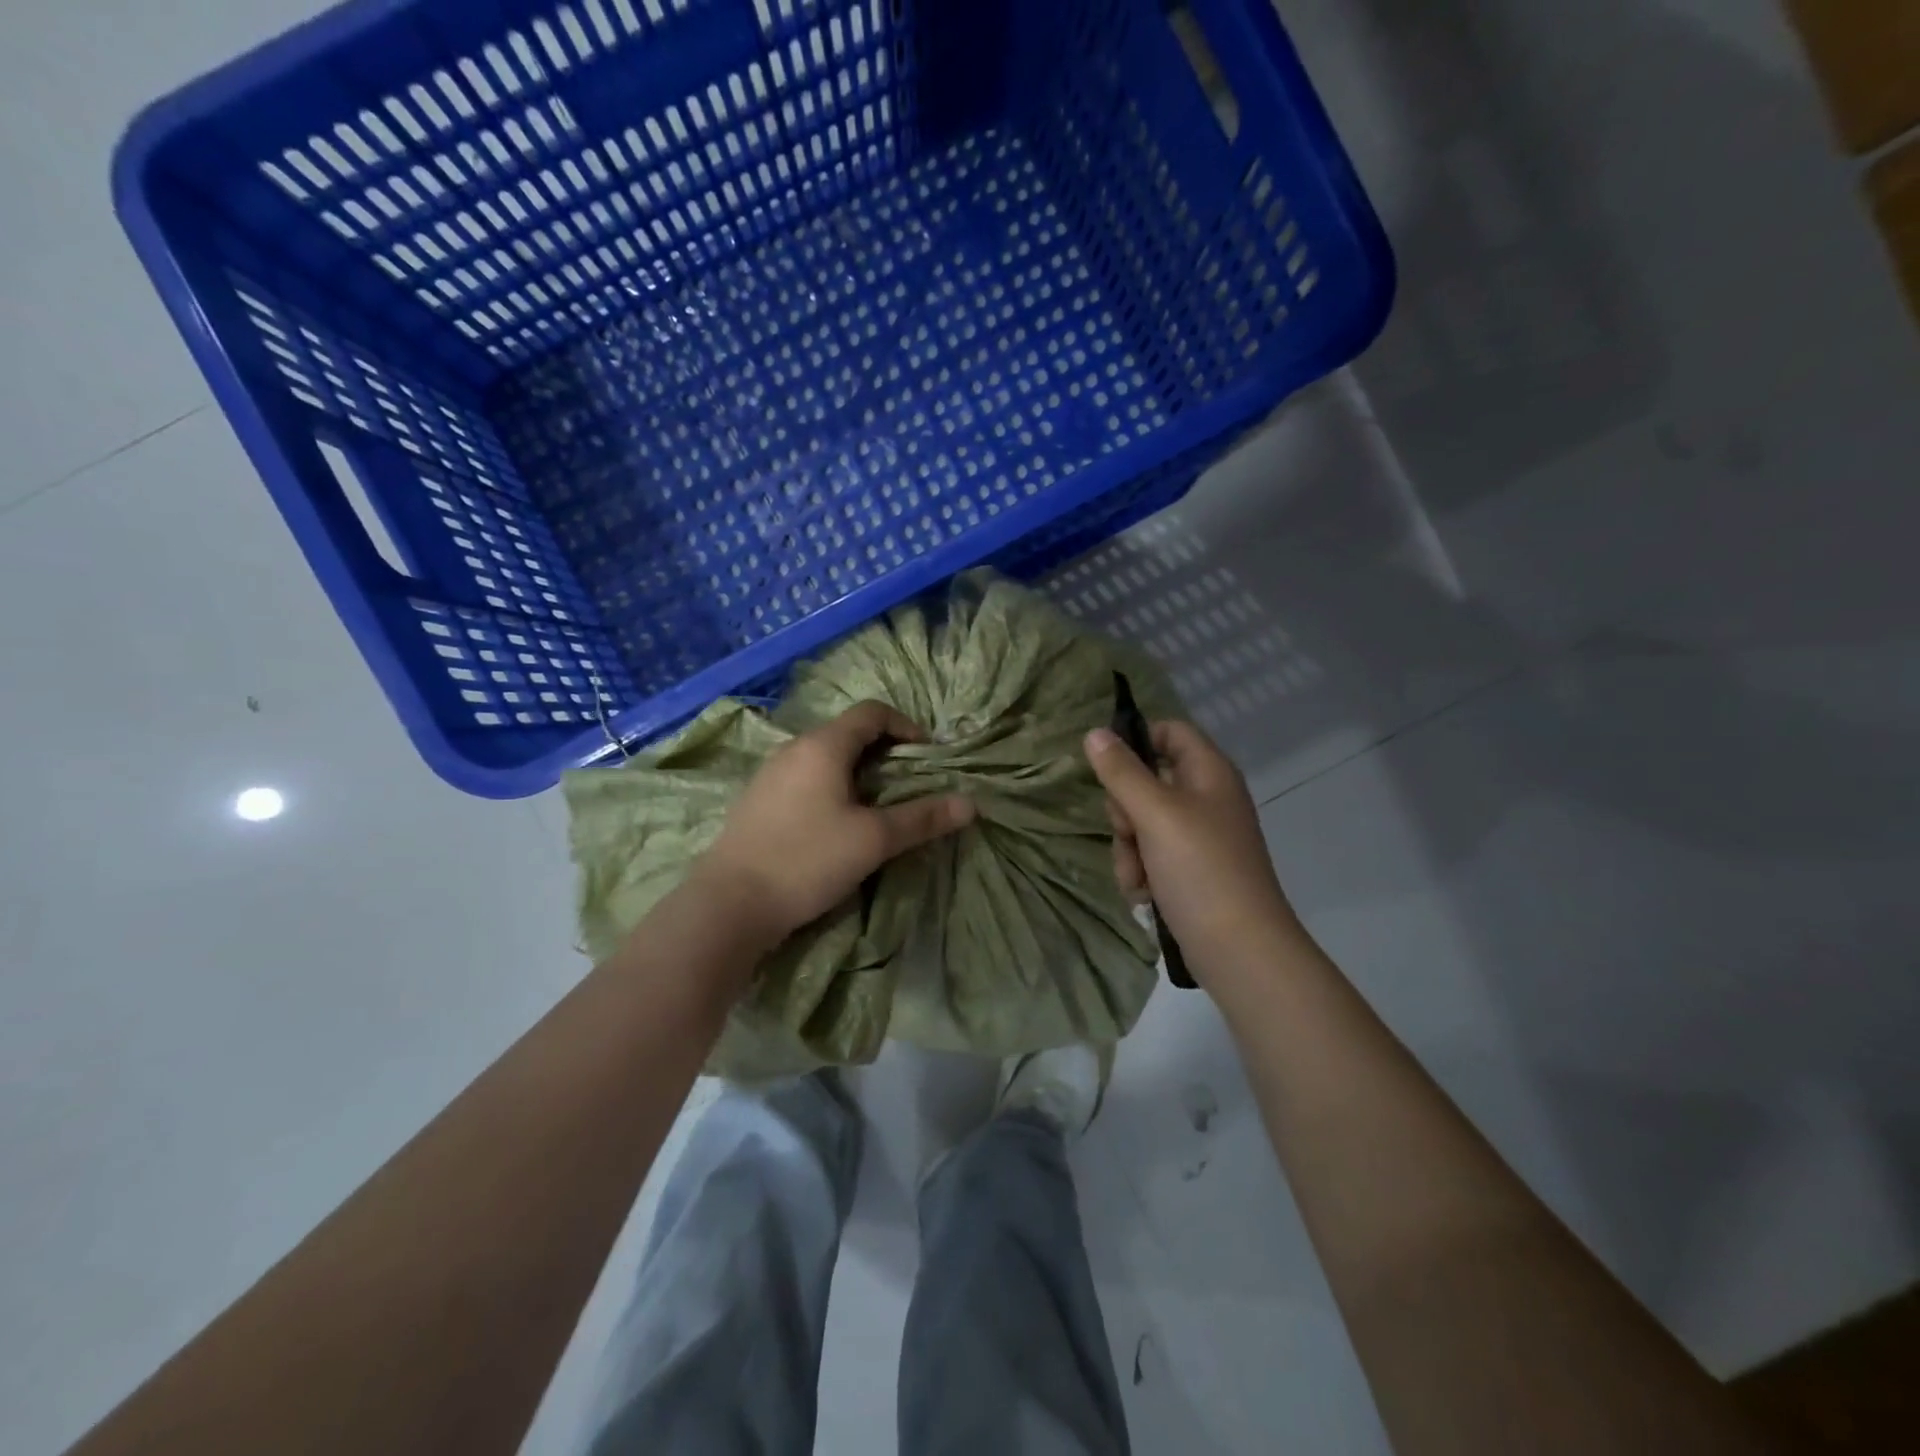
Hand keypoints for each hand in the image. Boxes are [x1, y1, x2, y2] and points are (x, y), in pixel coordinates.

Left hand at [699, 700, 974, 945]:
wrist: (729, 904)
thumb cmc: (807, 860)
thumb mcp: (873, 840)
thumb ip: (921, 818)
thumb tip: (970, 804)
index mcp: (823, 746)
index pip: (872, 712)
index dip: (906, 726)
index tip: (927, 755)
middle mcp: (794, 749)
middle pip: (848, 733)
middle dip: (885, 752)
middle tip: (909, 783)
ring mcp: (770, 774)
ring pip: (825, 758)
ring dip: (858, 772)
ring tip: (878, 805)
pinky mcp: (758, 801)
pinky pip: (805, 778)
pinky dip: (832, 787)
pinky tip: (837, 823)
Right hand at [1085, 720, 1305, 984]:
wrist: (1239, 949)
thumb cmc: (1201, 869)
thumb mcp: (1155, 814)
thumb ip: (1122, 772)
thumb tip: (1094, 732)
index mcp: (1209, 773)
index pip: (1169, 731)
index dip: (1138, 742)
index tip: (1109, 769)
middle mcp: (1206, 798)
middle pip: (1147, 780)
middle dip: (1125, 811)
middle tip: (1129, 832)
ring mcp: (1199, 836)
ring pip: (1142, 823)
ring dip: (1128, 849)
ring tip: (1138, 876)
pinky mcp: (1191, 870)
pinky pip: (1150, 855)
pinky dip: (1141, 872)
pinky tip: (1144, 894)